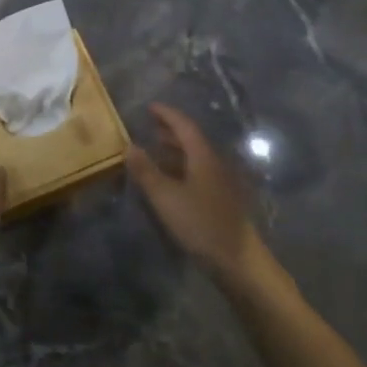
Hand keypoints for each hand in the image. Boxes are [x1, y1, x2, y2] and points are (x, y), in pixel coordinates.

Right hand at [127, 104, 261, 280]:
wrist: (237, 260)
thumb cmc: (200, 223)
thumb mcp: (166, 197)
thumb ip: (146, 171)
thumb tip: (129, 146)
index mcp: (203, 157)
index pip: (184, 126)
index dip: (167, 114)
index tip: (150, 107)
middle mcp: (214, 164)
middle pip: (192, 140)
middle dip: (170, 131)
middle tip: (149, 126)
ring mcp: (220, 182)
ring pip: (195, 157)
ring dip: (175, 151)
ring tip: (155, 150)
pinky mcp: (221, 200)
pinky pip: (198, 172)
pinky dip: (181, 168)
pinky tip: (170, 179)